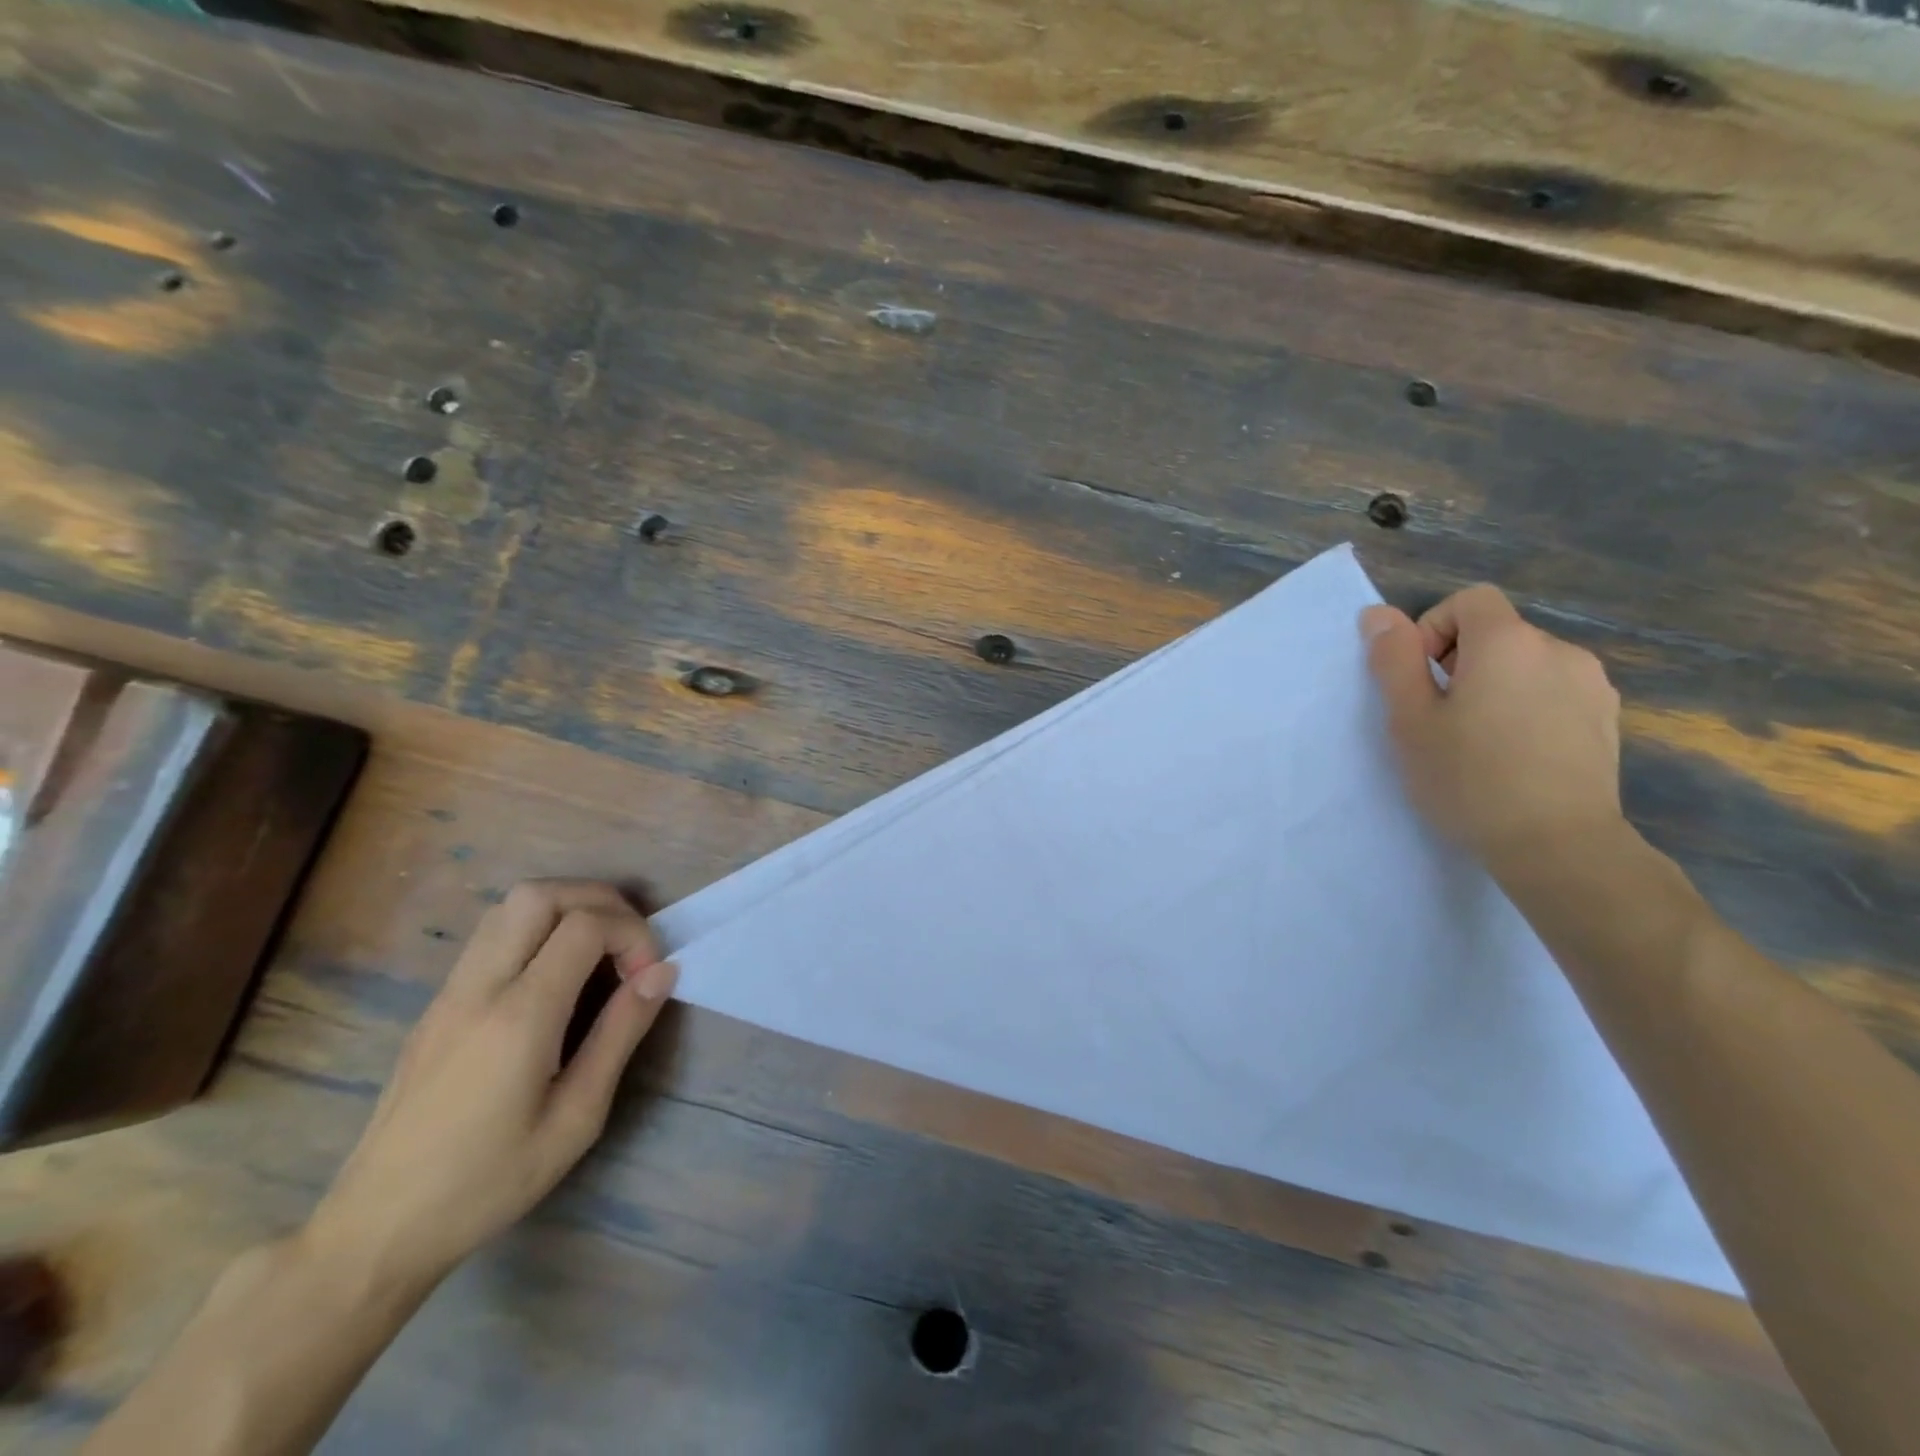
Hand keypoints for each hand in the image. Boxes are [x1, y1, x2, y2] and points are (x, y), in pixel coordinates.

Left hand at [303, 880, 677, 1289]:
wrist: (375, 1230)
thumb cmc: (487, 1182)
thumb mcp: (575, 1118)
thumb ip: (620, 1034)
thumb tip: (662, 971)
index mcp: (520, 1016)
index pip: (585, 926)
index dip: (632, 934)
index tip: (649, 975)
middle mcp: (480, 987)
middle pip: (541, 894)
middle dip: (599, 901)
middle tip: (628, 943)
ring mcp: (450, 992)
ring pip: (510, 906)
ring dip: (566, 908)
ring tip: (598, 951)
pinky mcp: (437, 1004)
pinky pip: (491, 935)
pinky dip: (536, 928)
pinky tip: (555, 975)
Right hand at [1361, 586, 1623, 874]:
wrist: (1557, 844)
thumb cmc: (1469, 778)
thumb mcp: (1410, 720)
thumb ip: (1394, 660)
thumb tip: (1378, 614)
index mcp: (1507, 643)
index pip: (1468, 601)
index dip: (1434, 629)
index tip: (1421, 680)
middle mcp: (1558, 649)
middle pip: (1498, 633)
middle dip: (1462, 663)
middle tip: (1441, 720)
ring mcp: (1592, 685)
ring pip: (1527, 665)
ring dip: (1497, 686)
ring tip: (1480, 741)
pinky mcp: (1608, 719)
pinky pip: (1555, 692)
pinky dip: (1529, 707)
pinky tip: (1518, 755)